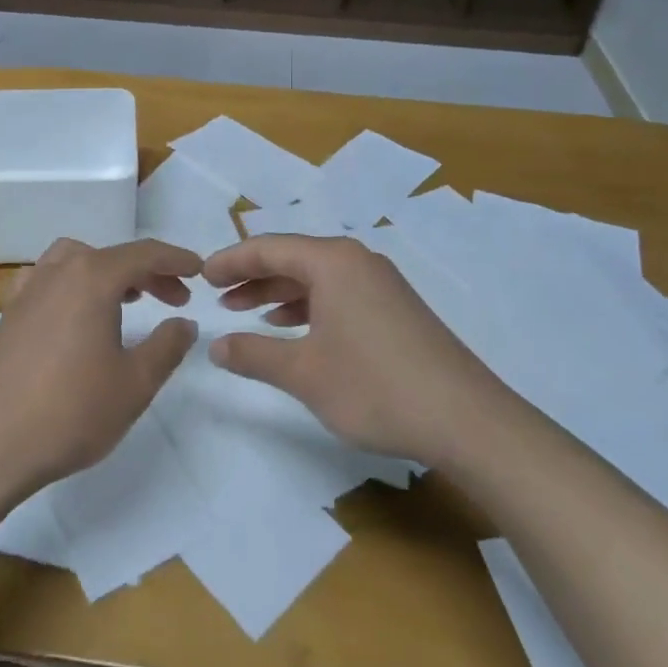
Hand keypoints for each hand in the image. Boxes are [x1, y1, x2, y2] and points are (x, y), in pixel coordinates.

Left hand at [0, 238, 201, 492]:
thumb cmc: (71, 412)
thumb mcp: (135, 383)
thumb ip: (167, 346)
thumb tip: (184, 322)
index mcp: (92, 279)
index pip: (144, 254)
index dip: (176, 260)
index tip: (200, 271)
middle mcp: (57, 273)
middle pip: (110, 256)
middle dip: (147, 271)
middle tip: (174, 299)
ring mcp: (27, 291)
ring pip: (74, 261)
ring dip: (107, 272)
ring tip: (127, 300)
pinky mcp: (8, 315)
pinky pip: (45, 281)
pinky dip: (70, 284)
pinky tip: (73, 313)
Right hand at [201, 234, 501, 467]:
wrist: (465, 419)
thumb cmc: (375, 387)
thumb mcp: (304, 372)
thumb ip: (254, 354)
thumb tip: (214, 346)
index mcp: (333, 262)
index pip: (269, 248)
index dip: (231, 260)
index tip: (201, 276)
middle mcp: (358, 261)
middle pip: (293, 258)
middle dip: (253, 276)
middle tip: (218, 297)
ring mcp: (381, 284)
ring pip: (317, 277)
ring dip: (279, 293)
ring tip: (247, 314)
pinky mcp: (395, 308)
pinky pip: (339, 294)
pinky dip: (308, 307)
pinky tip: (293, 330)